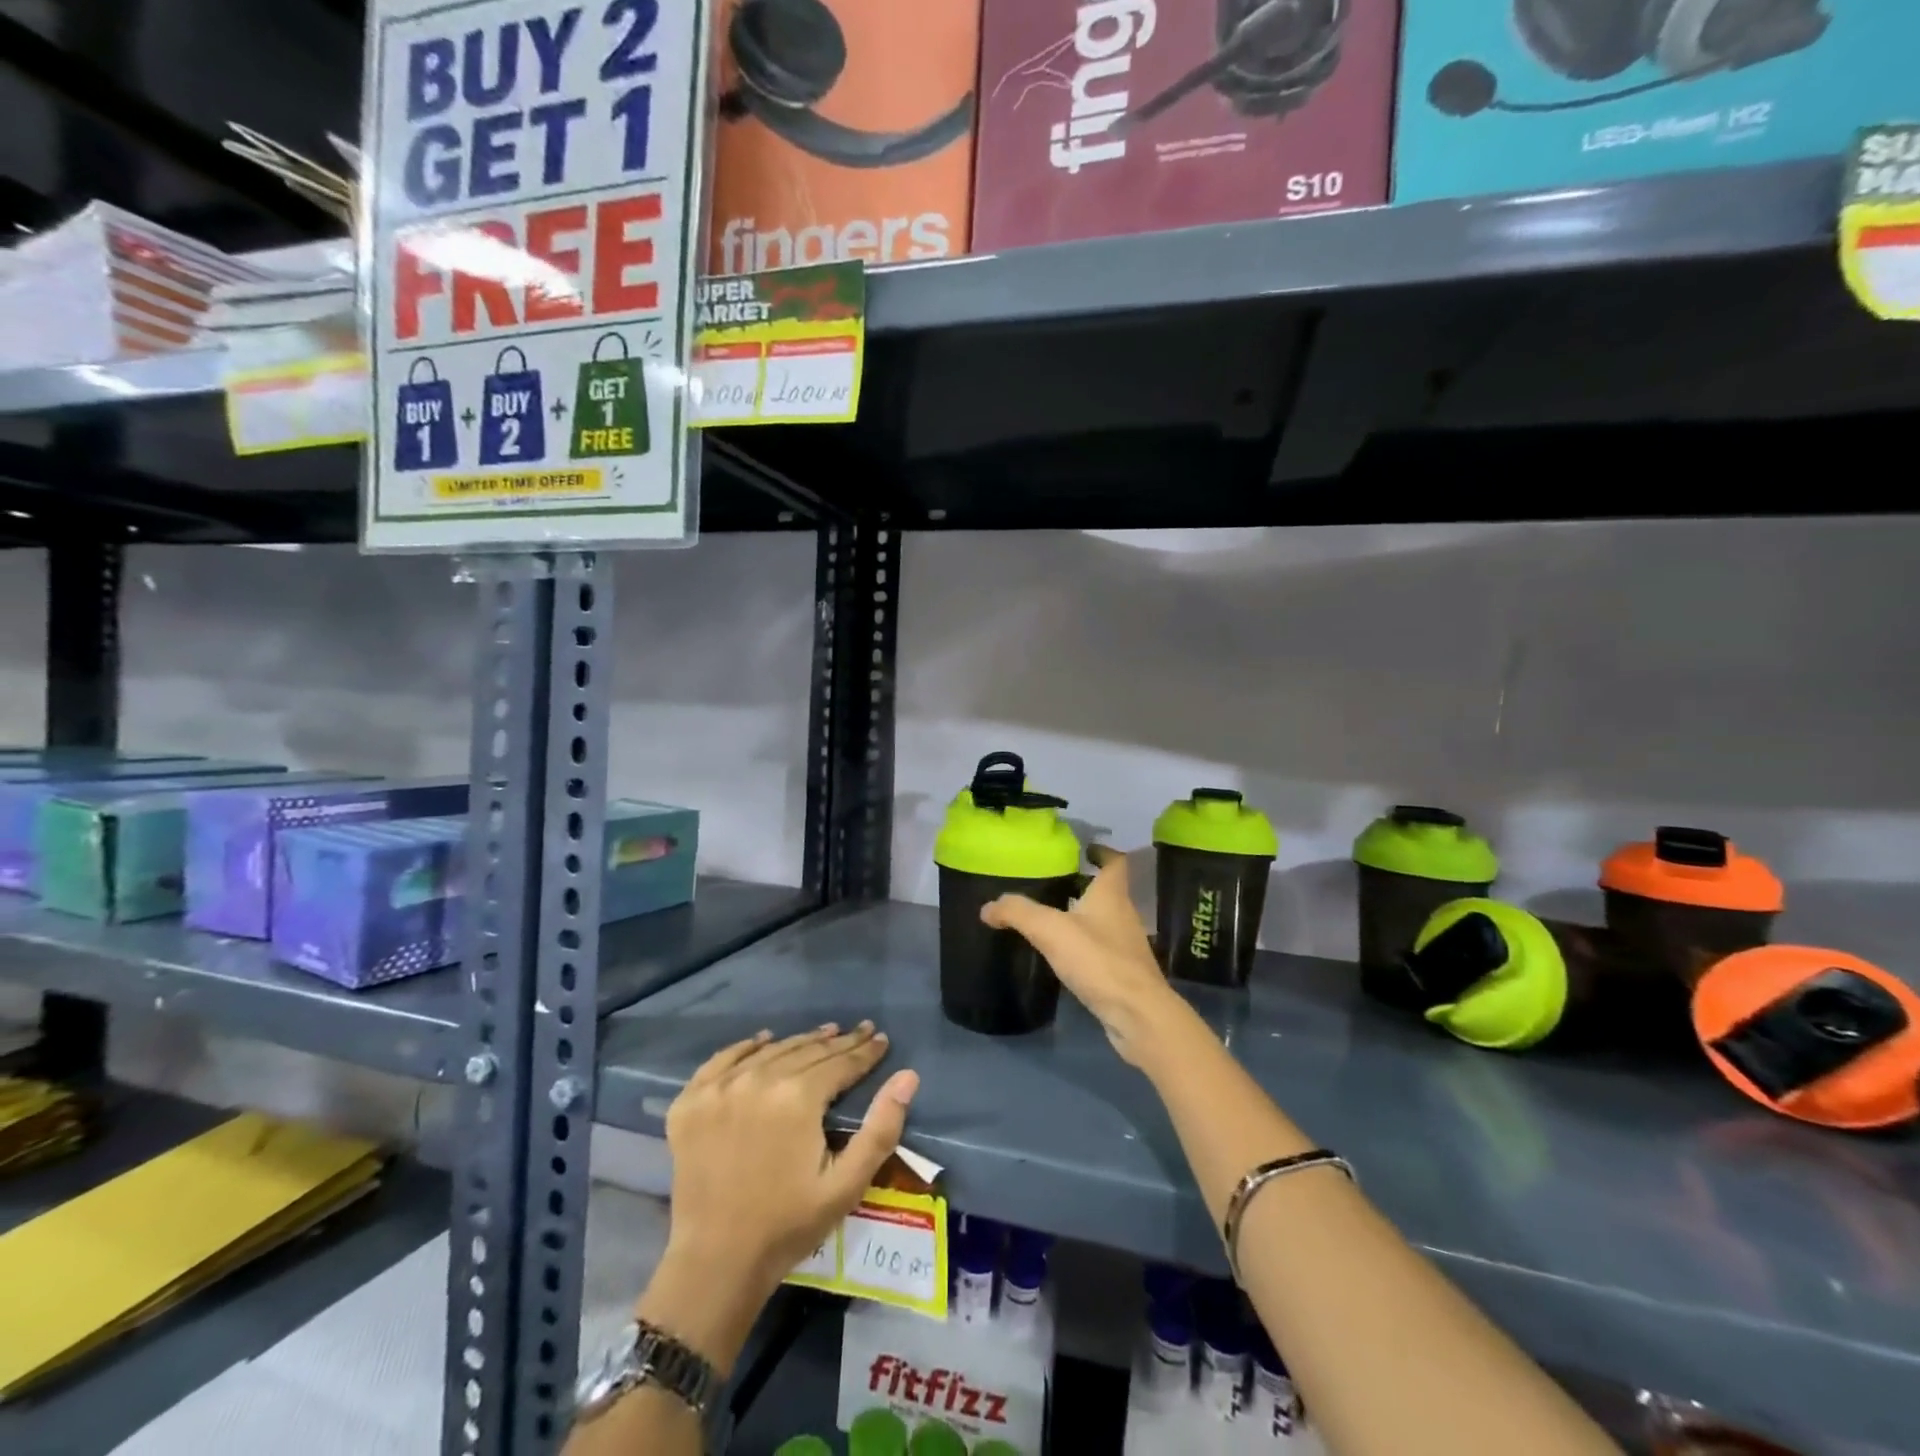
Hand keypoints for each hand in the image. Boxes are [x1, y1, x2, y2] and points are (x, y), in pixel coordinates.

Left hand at [662, 1022, 919, 1294]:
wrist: (715, 1263)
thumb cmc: (788, 1225)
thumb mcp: (847, 1184)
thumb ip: (881, 1128)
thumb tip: (908, 1076)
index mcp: (798, 1097)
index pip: (840, 1062)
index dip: (865, 1051)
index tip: (882, 1039)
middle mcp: (758, 1079)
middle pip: (807, 1051)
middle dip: (839, 1042)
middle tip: (860, 1031)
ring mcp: (720, 1088)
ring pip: (771, 1051)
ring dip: (801, 1041)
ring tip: (824, 1033)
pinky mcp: (691, 1102)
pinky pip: (723, 1060)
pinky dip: (746, 1047)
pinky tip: (763, 1040)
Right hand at [981, 849, 1190, 1068]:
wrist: (1138, 1015)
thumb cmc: (1099, 961)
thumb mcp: (1051, 930)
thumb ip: (1019, 913)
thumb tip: (988, 907)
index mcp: (1112, 895)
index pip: (1115, 862)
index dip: (1101, 851)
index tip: (1083, 849)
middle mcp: (1124, 914)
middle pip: (1106, 891)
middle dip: (1082, 884)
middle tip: (1050, 883)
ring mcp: (1126, 946)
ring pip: (1103, 921)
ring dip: (1082, 916)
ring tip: (1050, 917)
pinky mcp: (1124, 973)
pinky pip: (1102, 949)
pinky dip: (1084, 946)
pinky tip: (1063, 956)